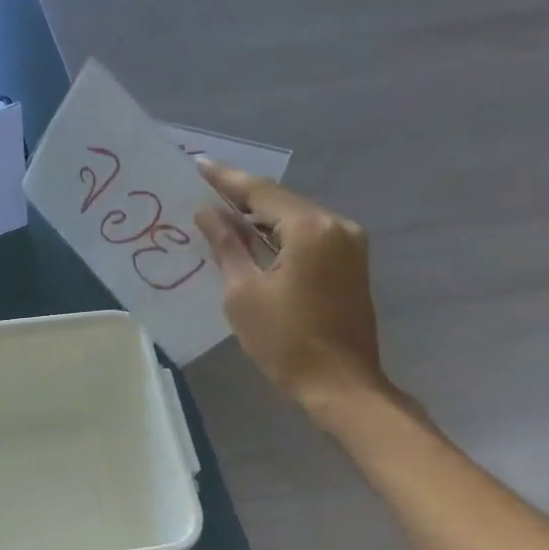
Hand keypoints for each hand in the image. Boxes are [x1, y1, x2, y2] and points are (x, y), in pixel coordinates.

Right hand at [193, 160, 389, 419]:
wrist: (339, 384)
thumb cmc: (284, 341)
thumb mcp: (243, 292)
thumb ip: (226, 245)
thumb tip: (208, 212)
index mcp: (310, 228)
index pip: (260, 192)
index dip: (226, 180)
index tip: (197, 165)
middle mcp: (336, 225)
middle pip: (281, 202)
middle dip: (242, 198)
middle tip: (203, 191)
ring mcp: (349, 244)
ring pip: (295, 220)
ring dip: (260, 219)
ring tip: (221, 215)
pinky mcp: (350, 265)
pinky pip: (308, 238)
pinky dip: (278, 237)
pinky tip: (252, 242)